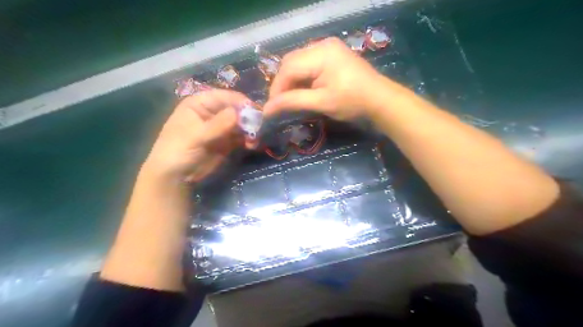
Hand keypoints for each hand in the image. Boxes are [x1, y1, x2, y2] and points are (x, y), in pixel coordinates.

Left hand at [143, 91, 250, 182]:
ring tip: (254, 141)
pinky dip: (249, 139)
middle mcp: (213, 112)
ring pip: (242, 124)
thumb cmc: (178, 151)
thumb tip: (239, 113)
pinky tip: (252, 145)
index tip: (256, 112)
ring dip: (250, 130)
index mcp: (200, 104)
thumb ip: (218, 125)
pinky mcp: (227, 141)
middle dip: (248, 118)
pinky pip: (242, 136)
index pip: (225, 97)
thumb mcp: (196, 136)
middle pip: (236, 109)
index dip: (241, 102)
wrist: (175, 177)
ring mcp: (221, 127)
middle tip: (258, 129)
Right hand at [265, 37, 391, 119]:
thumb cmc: (353, 102)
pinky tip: (303, 90)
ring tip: (290, 99)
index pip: (288, 69)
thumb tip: (266, 110)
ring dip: (291, 80)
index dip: (277, 89)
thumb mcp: (321, 103)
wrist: (381, 100)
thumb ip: (292, 102)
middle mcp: (322, 44)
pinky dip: (302, 77)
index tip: (271, 108)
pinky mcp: (332, 54)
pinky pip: (308, 63)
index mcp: (321, 53)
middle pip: (291, 62)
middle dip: (282, 84)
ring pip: (298, 62)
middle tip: (280, 104)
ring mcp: (328, 48)